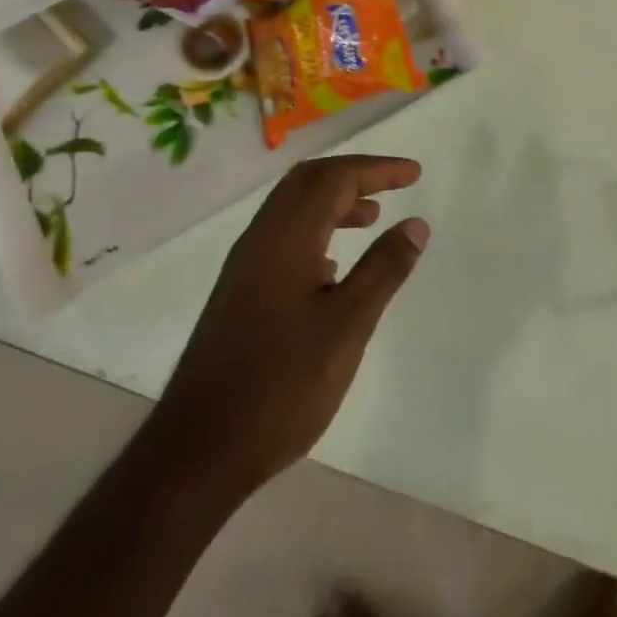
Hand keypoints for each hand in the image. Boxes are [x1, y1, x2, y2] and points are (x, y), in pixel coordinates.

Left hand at [150, 154, 428, 499]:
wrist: (200, 447)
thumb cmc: (283, 384)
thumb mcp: (348, 325)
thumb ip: (384, 269)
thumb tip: (416, 224)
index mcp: (287, 237)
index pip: (335, 178)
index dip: (377, 169)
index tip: (414, 173)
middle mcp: (261, 238)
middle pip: (308, 181)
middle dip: (354, 175)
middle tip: (394, 186)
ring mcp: (245, 265)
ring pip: (293, 208)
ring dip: (334, 201)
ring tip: (373, 218)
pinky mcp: (239, 291)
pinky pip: (282, 236)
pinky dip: (315, 229)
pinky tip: (334, 266)